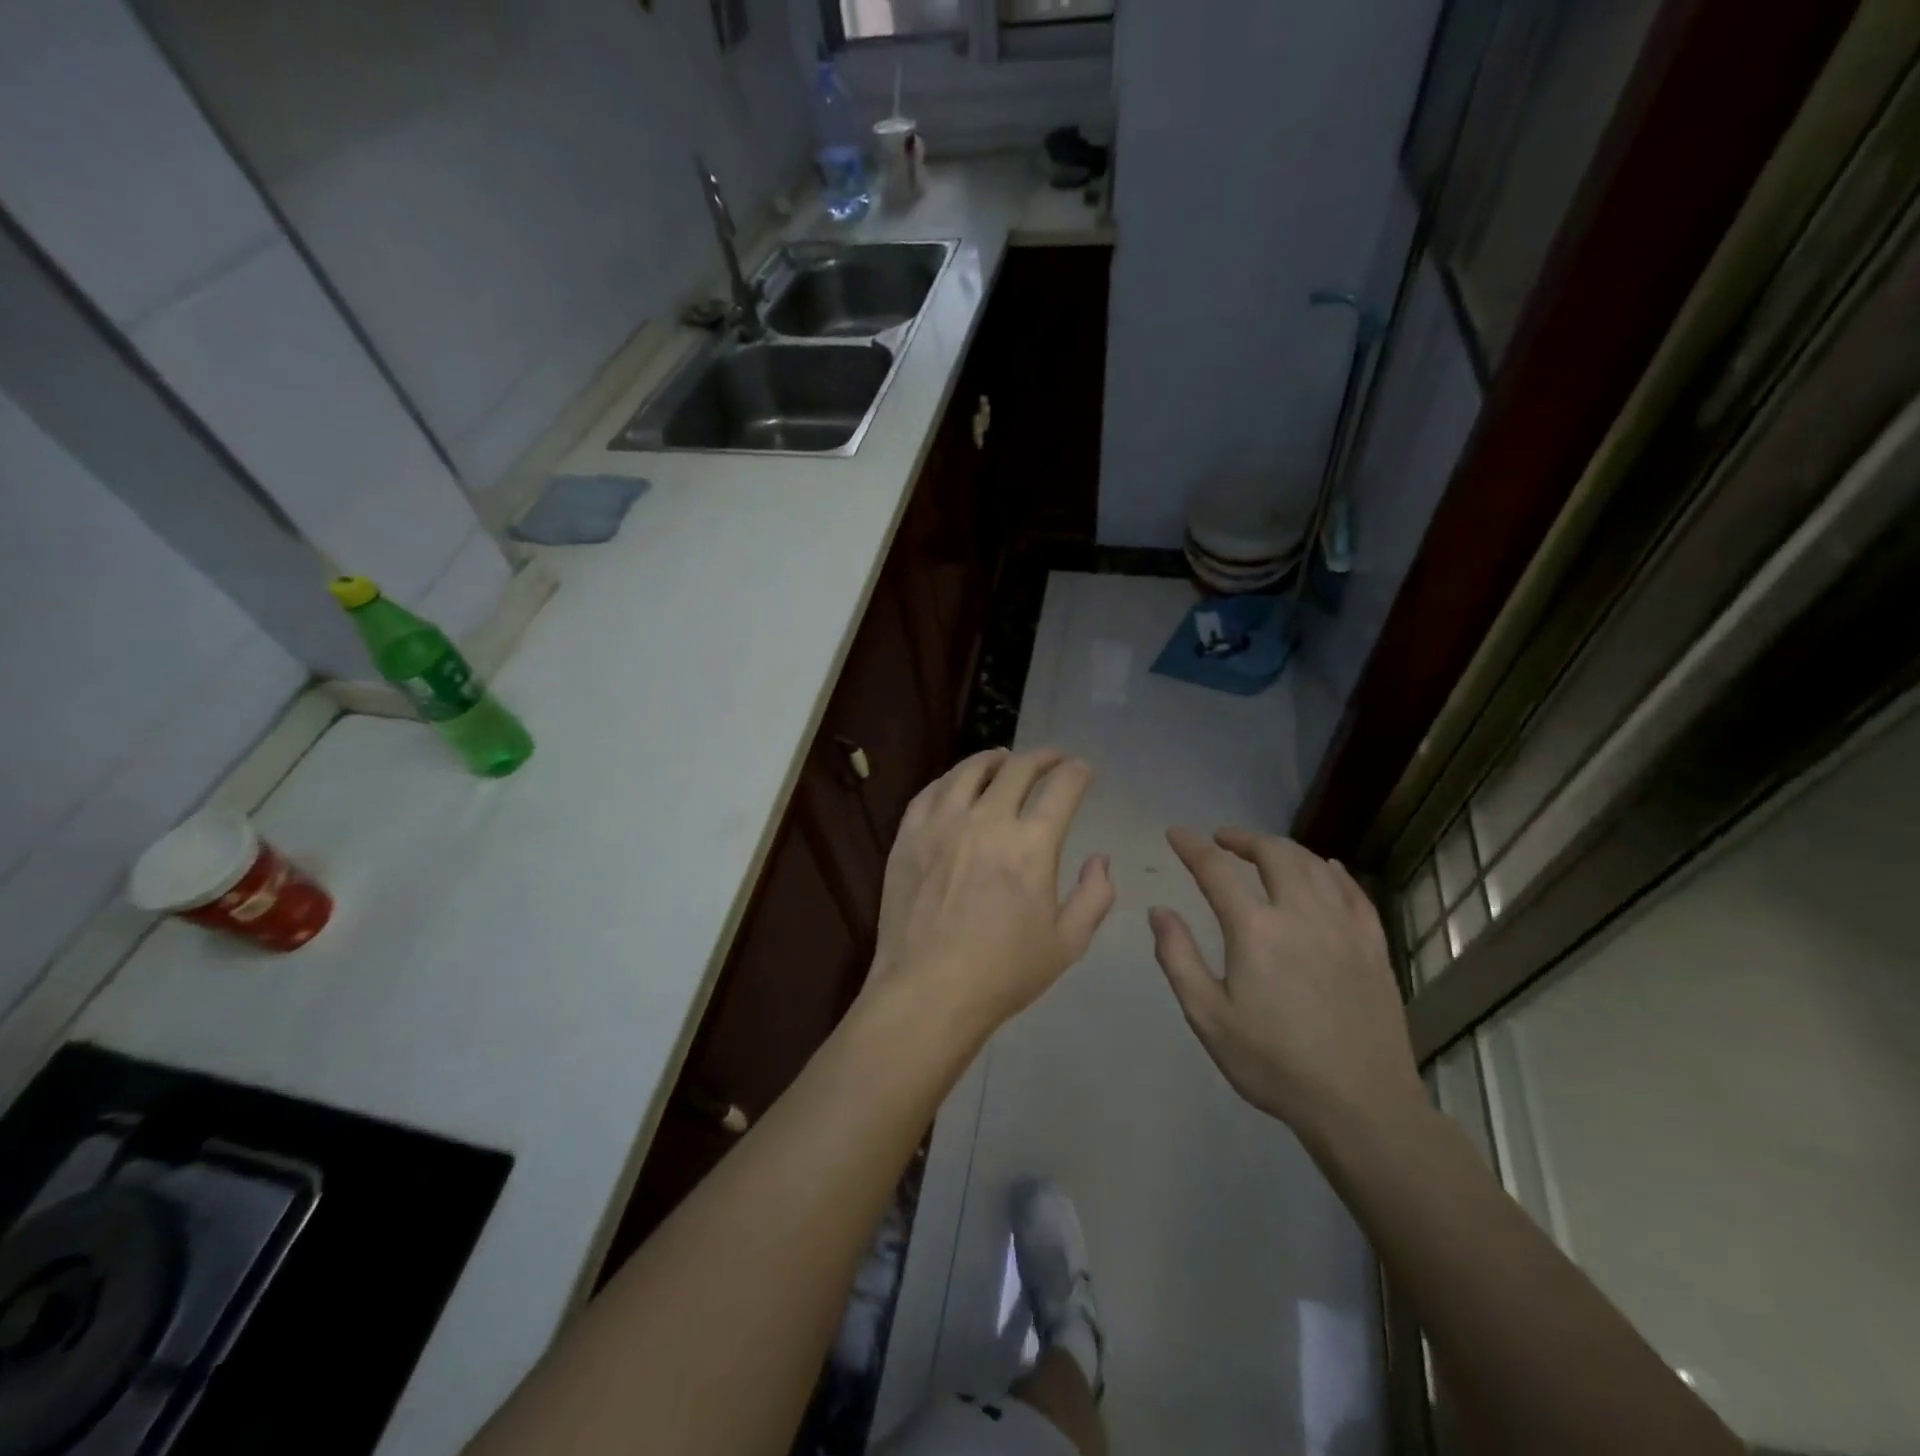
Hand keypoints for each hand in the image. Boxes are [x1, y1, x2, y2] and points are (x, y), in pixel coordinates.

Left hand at [868, 748, 1114, 1038]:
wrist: (928, 991)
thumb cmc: (1003, 973)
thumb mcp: (1067, 944)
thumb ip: (1094, 896)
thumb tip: (1100, 860)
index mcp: (1031, 845)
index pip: (1062, 788)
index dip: (1077, 773)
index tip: (1082, 770)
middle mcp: (987, 821)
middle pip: (1018, 769)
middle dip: (1043, 758)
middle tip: (1052, 759)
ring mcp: (942, 824)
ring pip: (970, 771)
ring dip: (994, 759)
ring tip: (1004, 759)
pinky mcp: (908, 835)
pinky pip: (931, 791)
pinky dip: (950, 779)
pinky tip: (957, 783)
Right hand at [1150, 826, 1424, 1135]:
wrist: (1360, 1105)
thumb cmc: (1272, 1063)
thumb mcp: (1207, 1016)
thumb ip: (1178, 958)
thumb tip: (1160, 912)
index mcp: (1255, 929)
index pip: (1216, 870)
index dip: (1192, 847)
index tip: (1176, 833)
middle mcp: (1301, 914)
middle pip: (1273, 854)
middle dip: (1243, 839)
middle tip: (1222, 839)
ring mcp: (1343, 926)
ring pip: (1314, 865)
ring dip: (1284, 849)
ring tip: (1264, 851)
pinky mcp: (1373, 945)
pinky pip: (1353, 892)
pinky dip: (1333, 871)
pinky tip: (1326, 869)